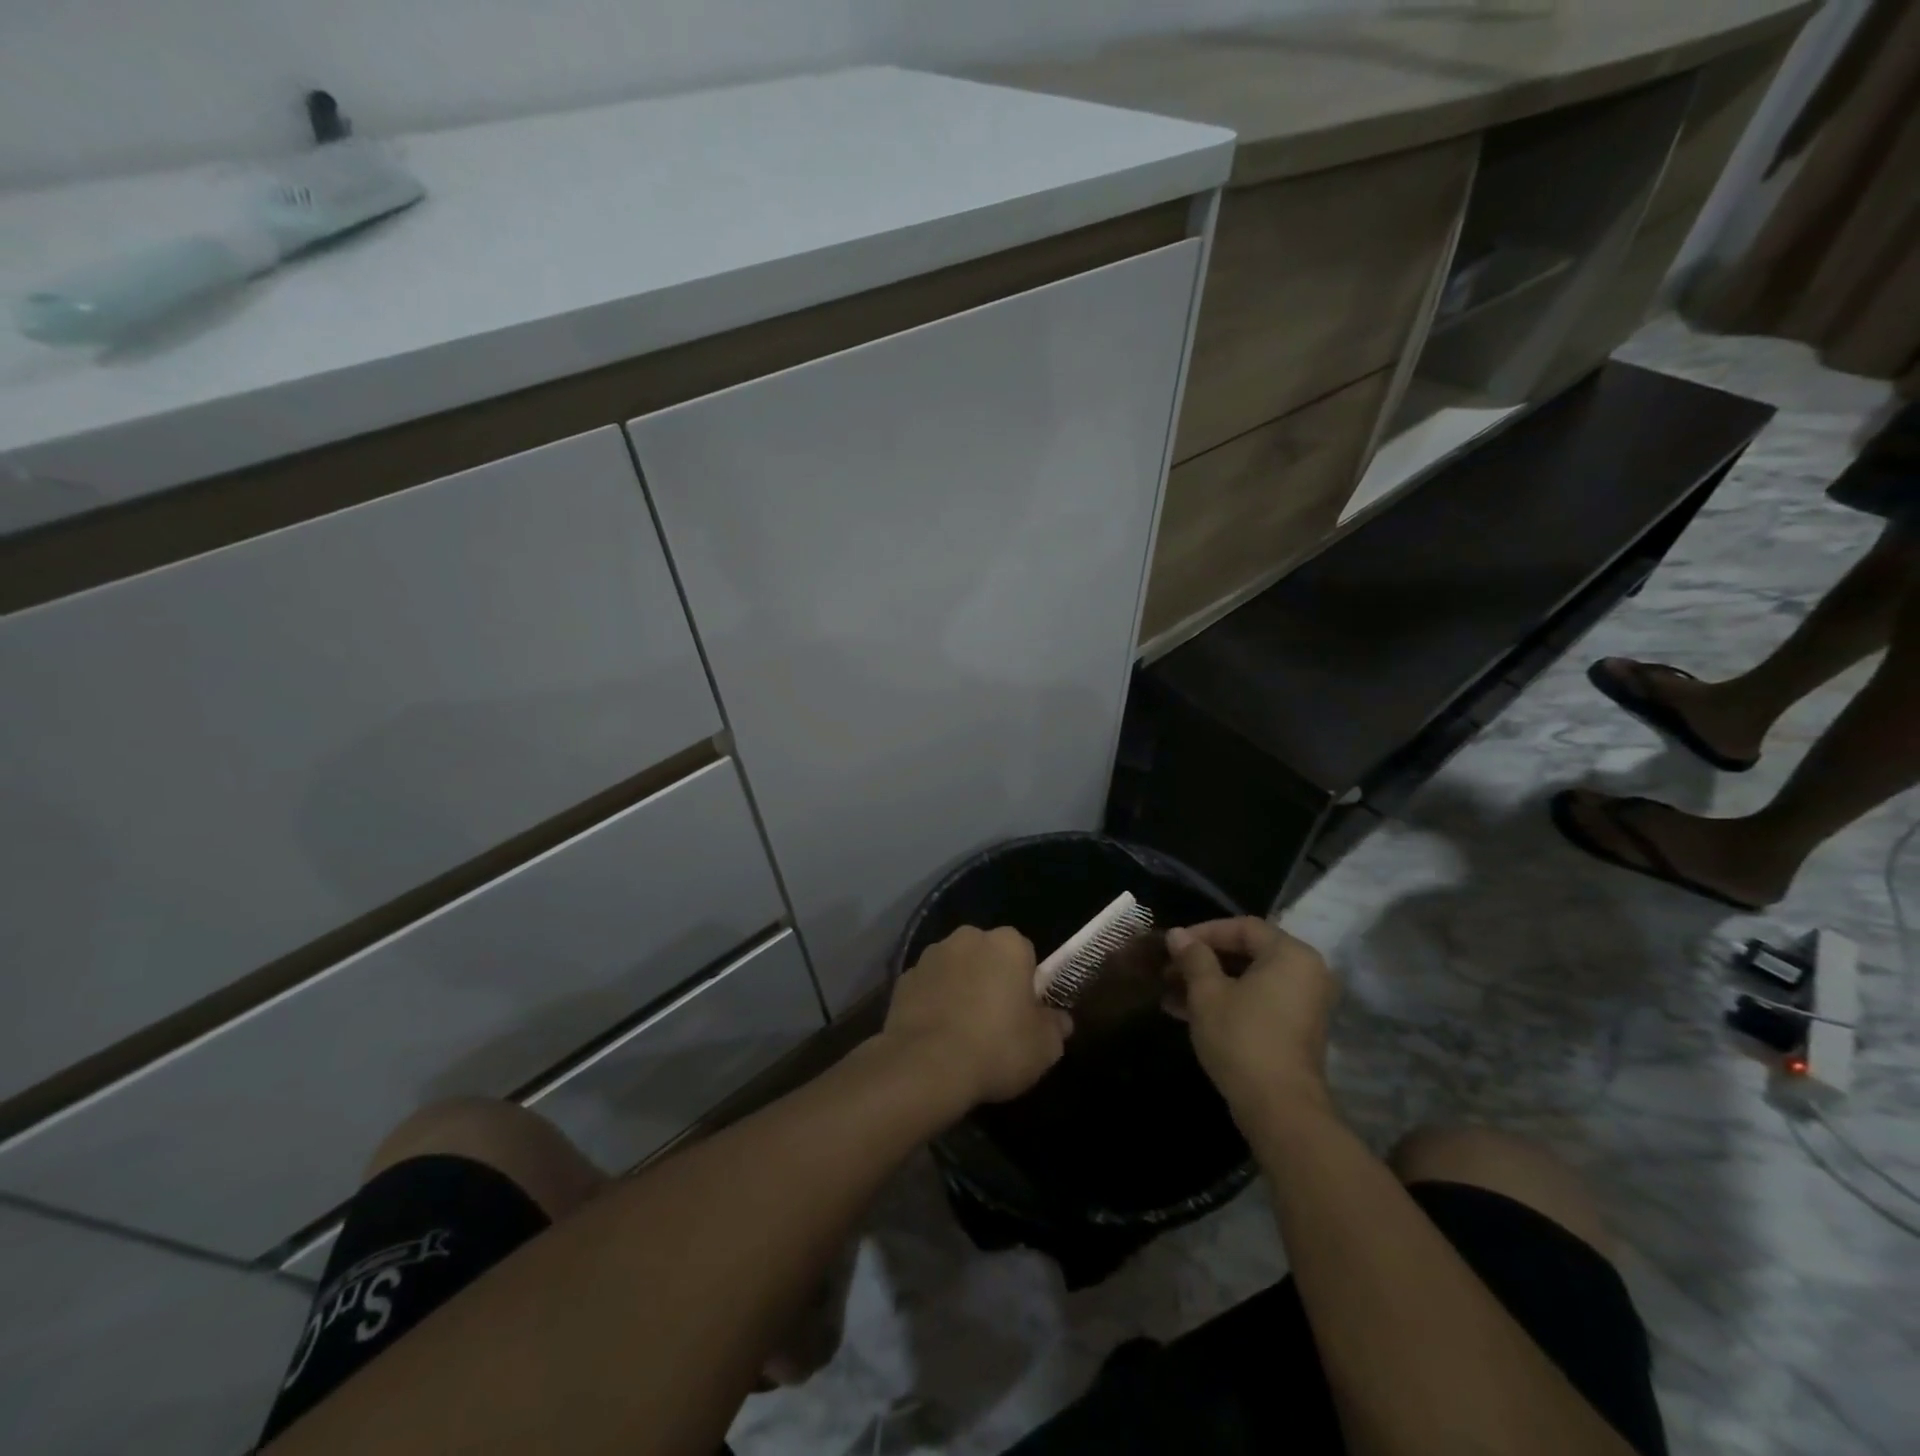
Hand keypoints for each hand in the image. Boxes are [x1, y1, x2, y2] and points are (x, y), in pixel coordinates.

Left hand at [883, 926, 1071, 1106]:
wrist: (926, 1066)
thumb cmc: (996, 1048)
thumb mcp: (1044, 1047)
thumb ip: (1056, 1026)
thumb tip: (1059, 1019)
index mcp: (1007, 944)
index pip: (1026, 955)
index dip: (1027, 985)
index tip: (1024, 1014)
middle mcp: (968, 937)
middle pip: (988, 956)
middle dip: (991, 980)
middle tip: (996, 1023)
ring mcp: (931, 955)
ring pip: (955, 969)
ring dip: (960, 988)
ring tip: (962, 1033)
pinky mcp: (903, 978)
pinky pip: (928, 987)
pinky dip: (933, 1003)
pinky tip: (936, 1036)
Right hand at [1165, 918, 1337, 1121]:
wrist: (1279, 1108)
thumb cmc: (1242, 1037)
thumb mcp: (1207, 993)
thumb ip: (1193, 958)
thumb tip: (1177, 934)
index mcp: (1290, 955)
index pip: (1243, 927)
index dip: (1204, 932)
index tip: (1173, 945)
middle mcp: (1305, 973)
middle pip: (1247, 953)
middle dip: (1203, 961)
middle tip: (1169, 969)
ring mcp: (1303, 1004)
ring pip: (1249, 980)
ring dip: (1209, 983)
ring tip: (1169, 993)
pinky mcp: (1295, 1030)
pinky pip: (1258, 1001)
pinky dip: (1227, 1001)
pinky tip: (1186, 1012)